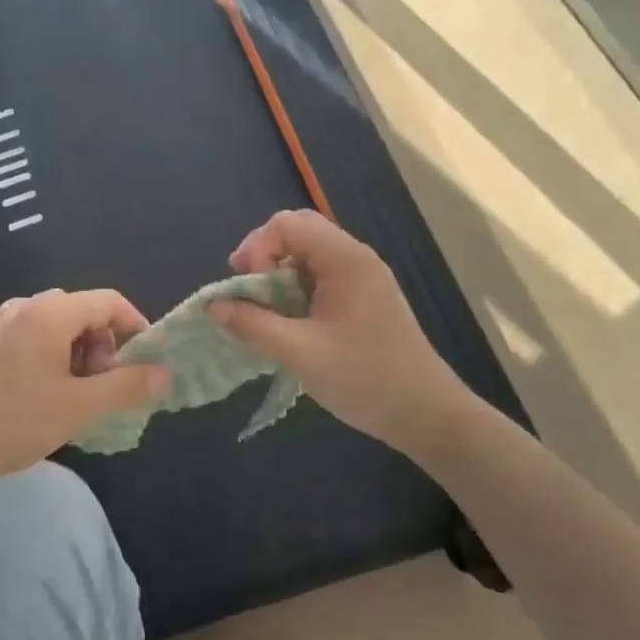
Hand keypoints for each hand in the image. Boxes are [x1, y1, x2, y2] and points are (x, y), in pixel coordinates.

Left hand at [0, 288, 168, 490]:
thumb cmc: (16, 421)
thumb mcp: (80, 407)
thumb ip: (126, 386)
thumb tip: (165, 374)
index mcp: (50, 313)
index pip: (108, 301)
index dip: (134, 325)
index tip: (145, 360)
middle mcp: (24, 308)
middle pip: (81, 311)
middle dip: (103, 344)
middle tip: (104, 385)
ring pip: (55, 325)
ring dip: (78, 352)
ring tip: (77, 394)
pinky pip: (31, 337)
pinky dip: (51, 355)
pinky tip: (45, 394)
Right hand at [210, 210, 477, 451]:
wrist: (427, 414)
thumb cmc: (364, 379)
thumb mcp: (300, 354)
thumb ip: (253, 325)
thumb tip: (213, 306)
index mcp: (345, 260)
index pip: (287, 224)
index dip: (257, 248)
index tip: (247, 287)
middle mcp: (355, 258)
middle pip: (298, 232)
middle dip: (263, 256)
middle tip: (245, 291)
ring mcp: (363, 277)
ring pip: (308, 254)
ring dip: (278, 274)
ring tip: (263, 310)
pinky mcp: (364, 298)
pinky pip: (321, 276)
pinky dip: (296, 289)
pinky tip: (288, 321)